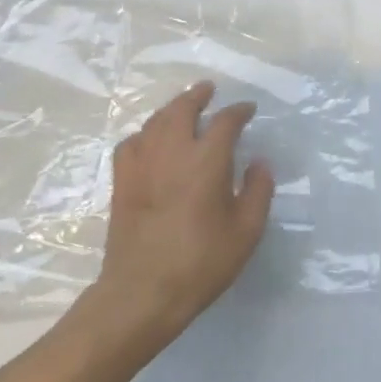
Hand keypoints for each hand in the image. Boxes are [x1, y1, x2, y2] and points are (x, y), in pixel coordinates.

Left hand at [92, 81, 274, 345]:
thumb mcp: (246, 231)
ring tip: (182, 107)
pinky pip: (131, 143)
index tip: (248, 110)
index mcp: (207, 160)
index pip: (225, 122)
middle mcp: (172, 151)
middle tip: (208, 89)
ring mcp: (141, 164)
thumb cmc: (202, 262)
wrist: (143, 292)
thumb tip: (259, 163)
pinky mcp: (121, 182)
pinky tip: (150, 141)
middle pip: (182, 108)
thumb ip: (258, 191)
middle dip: (197, 95)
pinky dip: (144, 134)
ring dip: (171, 109)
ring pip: (155, 121)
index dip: (239, 111)